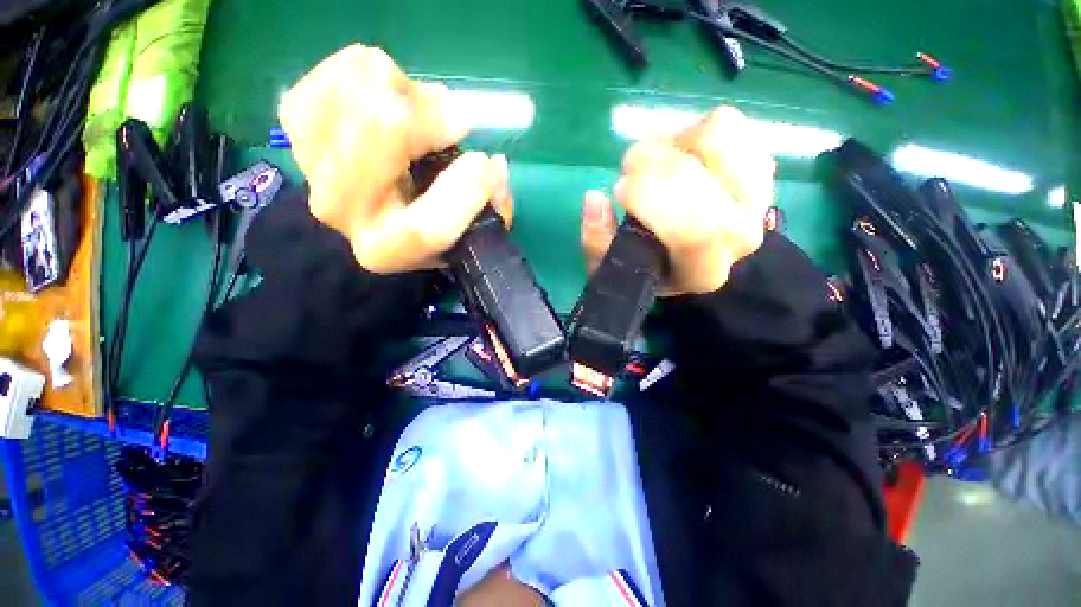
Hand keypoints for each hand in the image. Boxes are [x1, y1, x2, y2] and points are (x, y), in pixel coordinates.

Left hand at [278, 45, 512, 272]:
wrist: (365, 208)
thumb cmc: (425, 220)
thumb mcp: (466, 230)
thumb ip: (491, 208)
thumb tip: (495, 167)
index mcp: (386, 250)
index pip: (426, 228)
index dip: (467, 191)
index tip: (488, 163)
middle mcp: (342, 210)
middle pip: (385, 132)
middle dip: (436, 118)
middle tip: (456, 124)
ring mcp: (311, 158)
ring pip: (370, 88)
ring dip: (412, 95)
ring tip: (422, 118)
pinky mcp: (298, 114)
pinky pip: (350, 67)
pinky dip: (383, 72)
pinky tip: (392, 98)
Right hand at [581, 106, 774, 294]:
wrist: (699, 254)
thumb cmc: (649, 264)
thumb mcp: (613, 267)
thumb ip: (598, 241)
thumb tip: (594, 198)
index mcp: (702, 271)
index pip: (693, 230)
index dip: (648, 197)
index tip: (619, 190)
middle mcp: (741, 235)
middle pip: (697, 175)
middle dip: (648, 163)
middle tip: (630, 172)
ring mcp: (760, 194)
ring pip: (716, 135)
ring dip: (672, 142)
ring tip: (657, 162)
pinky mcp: (761, 161)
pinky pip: (729, 123)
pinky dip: (694, 129)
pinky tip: (680, 154)